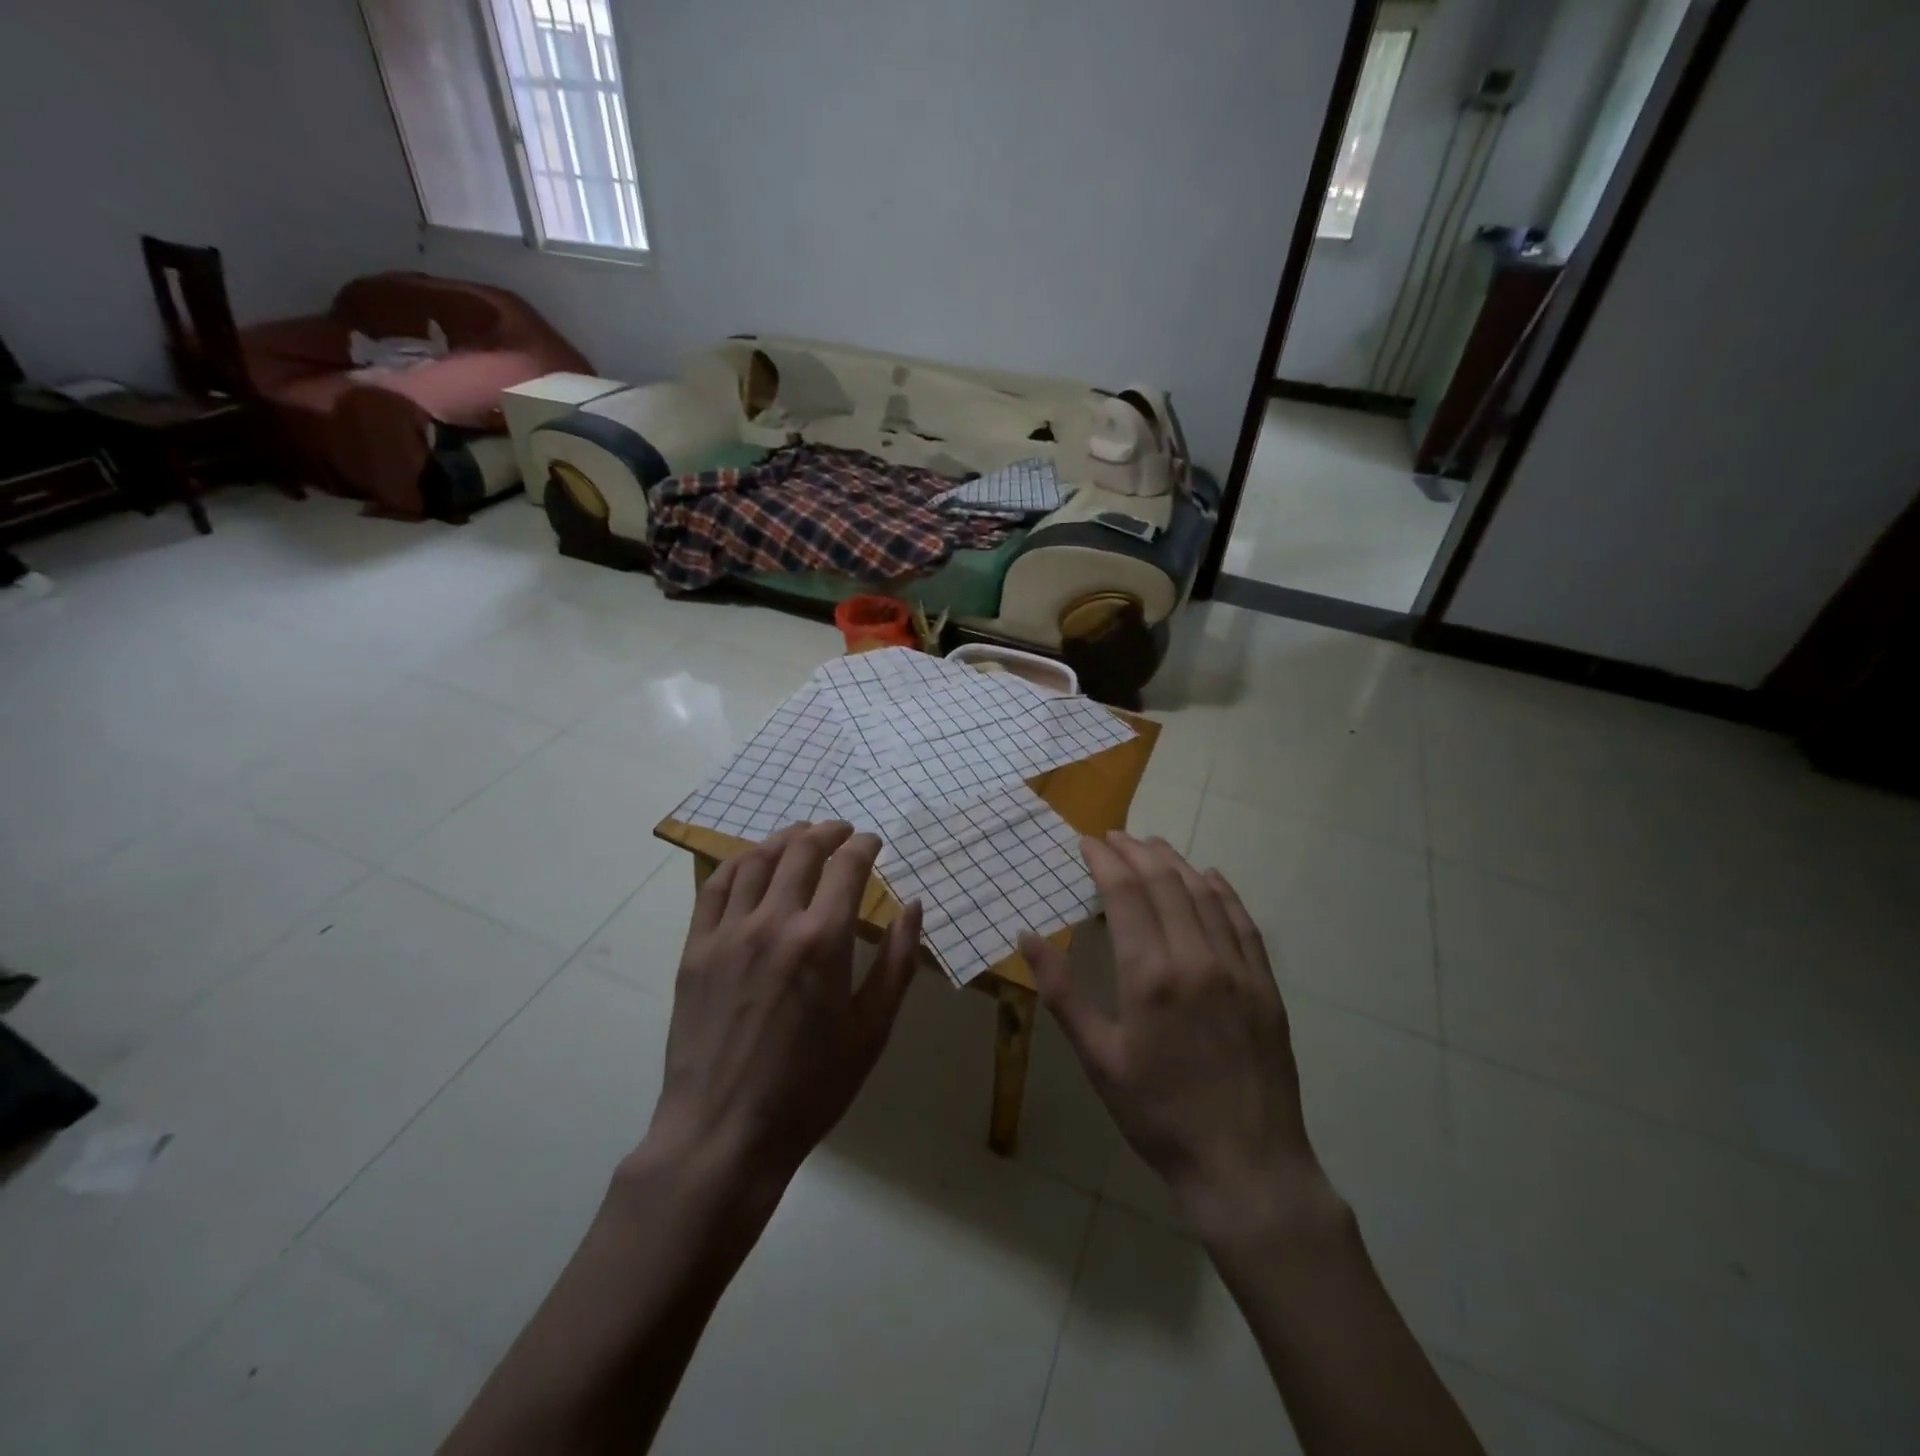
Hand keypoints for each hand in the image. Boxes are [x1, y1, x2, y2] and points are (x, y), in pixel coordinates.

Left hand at [643, 822, 923, 1198]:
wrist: (724, 1133)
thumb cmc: (810, 1087)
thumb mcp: (871, 1030)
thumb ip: (898, 962)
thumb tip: (914, 907)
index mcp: (822, 941)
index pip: (847, 867)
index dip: (863, 845)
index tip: (872, 842)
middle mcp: (773, 923)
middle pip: (801, 850)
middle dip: (827, 831)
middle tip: (842, 830)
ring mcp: (727, 933)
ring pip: (757, 860)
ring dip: (785, 838)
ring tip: (802, 835)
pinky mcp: (695, 950)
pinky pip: (715, 887)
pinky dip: (739, 863)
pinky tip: (752, 862)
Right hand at [1020, 833, 1328, 1242]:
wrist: (1246, 1165)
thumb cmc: (1158, 1114)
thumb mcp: (1099, 1059)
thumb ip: (1063, 992)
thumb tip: (1027, 936)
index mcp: (1150, 974)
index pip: (1125, 892)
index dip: (1104, 860)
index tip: (1087, 841)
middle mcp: (1196, 957)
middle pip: (1165, 882)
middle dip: (1136, 851)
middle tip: (1114, 836)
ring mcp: (1238, 968)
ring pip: (1204, 894)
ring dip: (1175, 862)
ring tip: (1152, 846)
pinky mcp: (1265, 985)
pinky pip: (1243, 921)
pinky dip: (1222, 891)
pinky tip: (1210, 877)